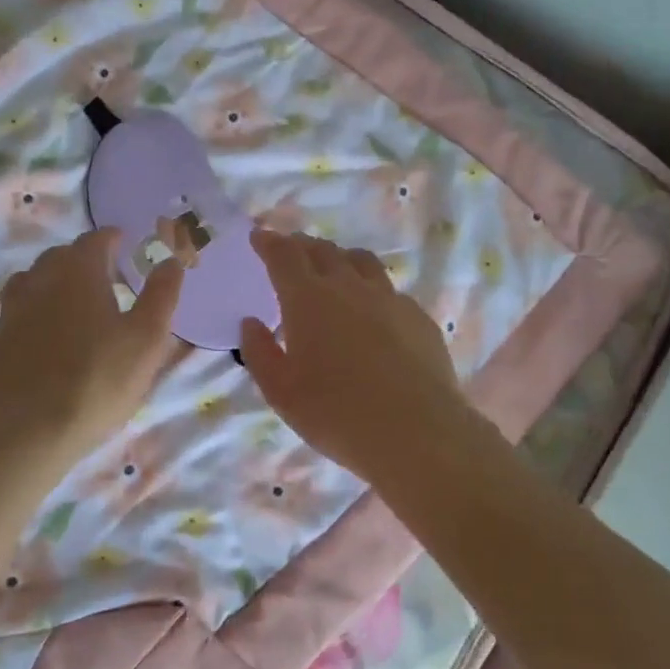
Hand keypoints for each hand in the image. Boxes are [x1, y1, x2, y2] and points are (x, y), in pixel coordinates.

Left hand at [0, 229, 185, 466]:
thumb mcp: (146, 341)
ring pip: (32, 282)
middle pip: (60, 256)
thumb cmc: (95, 382)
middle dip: (84, 259)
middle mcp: (39, 281)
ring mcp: (10, 311)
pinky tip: (44, 338)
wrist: (21, 433)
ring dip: (54, 283)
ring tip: (72, 303)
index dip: (111, 238)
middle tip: (106, 277)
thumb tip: (171, 261)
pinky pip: (16, 314)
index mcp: (78, 272)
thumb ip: (161, 296)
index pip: (95, 240)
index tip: (123, 242)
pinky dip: (33, 314)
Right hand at [239, 230, 491, 485]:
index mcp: (308, 299)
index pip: (284, 255)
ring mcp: (389, 298)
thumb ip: (260, 352)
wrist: (416, 432)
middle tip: (292, 251)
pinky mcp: (418, 317)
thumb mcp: (281, 391)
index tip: (259, 236)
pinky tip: (373, 311)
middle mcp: (349, 287)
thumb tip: (251, 323)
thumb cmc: (336, 413)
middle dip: (302, 246)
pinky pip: (390, 290)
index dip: (269, 242)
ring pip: (362, 262)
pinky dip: (372, 289)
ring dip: (340, 258)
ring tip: (334, 268)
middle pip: (323, 251)